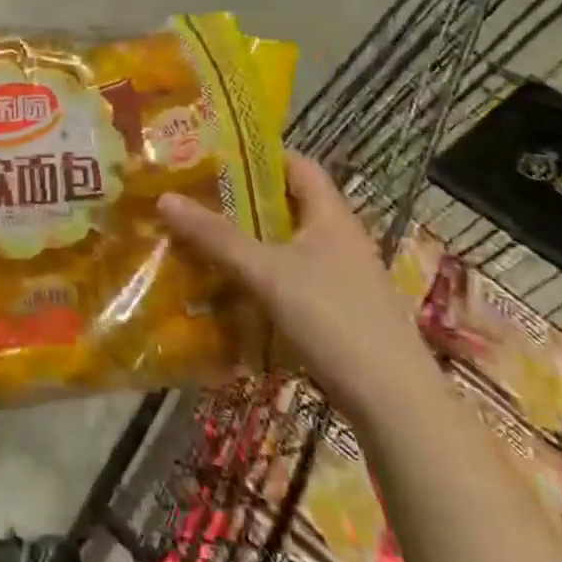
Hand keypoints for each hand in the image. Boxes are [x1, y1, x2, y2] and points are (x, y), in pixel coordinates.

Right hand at [158, 151, 438, 426]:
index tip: (214, 155)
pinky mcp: (338, 314)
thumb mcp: (267, 273)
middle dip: (241, 201)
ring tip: (201, 241)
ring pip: (285, 246)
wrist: (396, 406)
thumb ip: (216, 236)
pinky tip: (229, 290)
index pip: (298, 165)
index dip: (259, 155)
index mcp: (331, 217)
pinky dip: (259, 278)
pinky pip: (290, 281)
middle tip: (194, 198)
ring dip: (247, 242)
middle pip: (286, 206)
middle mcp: (340, 240)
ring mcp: (342, 279)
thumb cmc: (334, 320)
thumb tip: (164, 197)